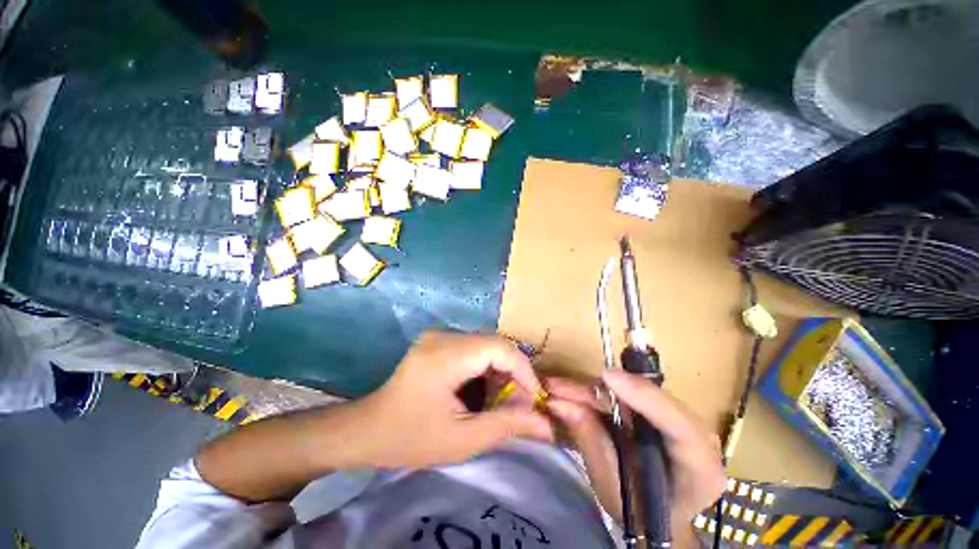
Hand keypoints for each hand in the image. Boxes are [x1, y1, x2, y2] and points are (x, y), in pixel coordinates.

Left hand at [355, 331, 553, 468]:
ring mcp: (439, 336)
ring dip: (501, 372)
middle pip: (495, 345)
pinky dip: (486, 369)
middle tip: (521, 405)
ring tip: (502, 401)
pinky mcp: (438, 341)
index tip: (536, 399)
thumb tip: (546, 424)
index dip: (524, 371)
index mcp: (446, 355)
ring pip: (487, 346)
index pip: (500, 348)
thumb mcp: (461, 440)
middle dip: (514, 374)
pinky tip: (483, 391)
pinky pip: (474, 349)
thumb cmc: (409, 439)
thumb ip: (507, 427)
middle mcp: (443, 336)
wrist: (366, 429)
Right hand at [547, 370, 724, 535]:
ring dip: (589, 390)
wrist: (656, 522)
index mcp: (700, 468)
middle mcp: (692, 435)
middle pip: (642, 400)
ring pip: (628, 393)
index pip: (680, 425)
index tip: (608, 375)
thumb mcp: (614, 491)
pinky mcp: (654, 412)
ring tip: (555, 388)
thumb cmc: (639, 517)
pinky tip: (569, 393)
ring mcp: (673, 419)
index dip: (643, 396)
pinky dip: (592, 394)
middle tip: (557, 387)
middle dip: (596, 391)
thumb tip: (563, 405)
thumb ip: (593, 445)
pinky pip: (621, 396)